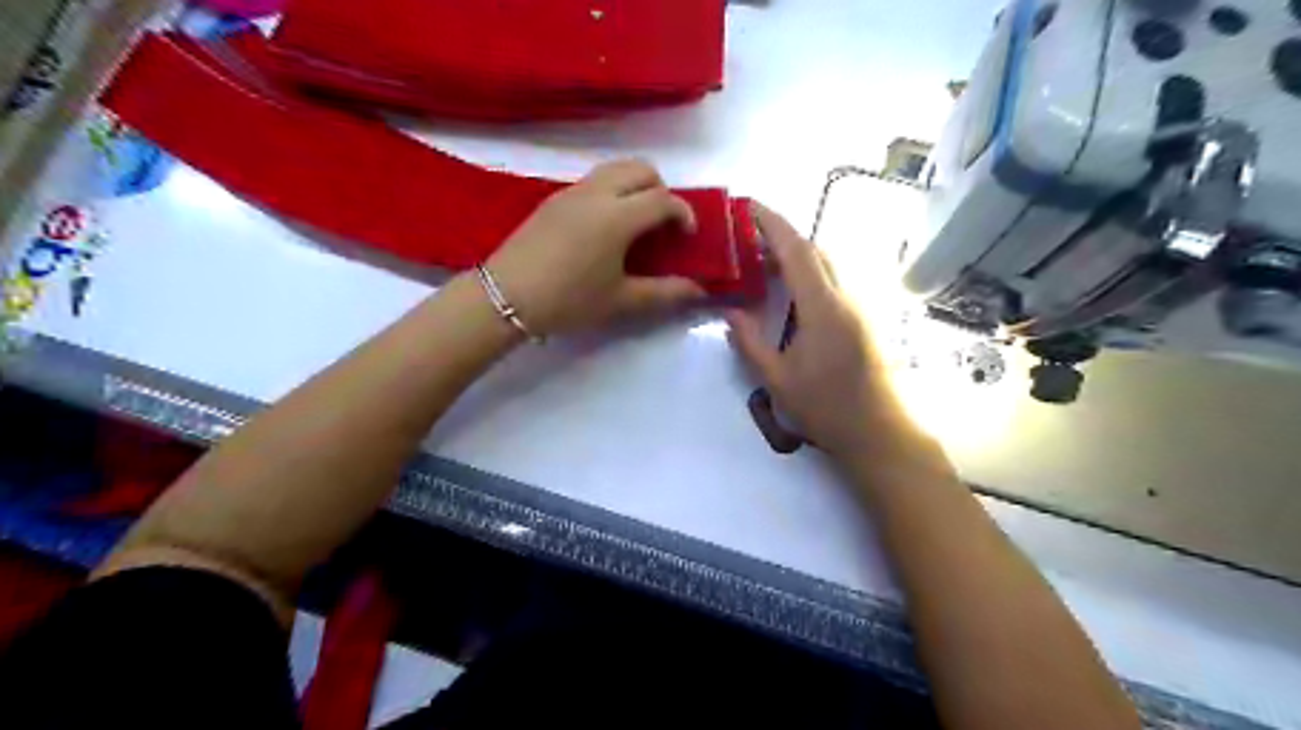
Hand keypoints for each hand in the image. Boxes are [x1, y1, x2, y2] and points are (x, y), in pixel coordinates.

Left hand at [479, 158, 706, 334]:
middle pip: (641, 169)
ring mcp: (572, 192)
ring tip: (636, 222)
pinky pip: (594, 180)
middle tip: (662, 224)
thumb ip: (664, 293)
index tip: (688, 236)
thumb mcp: (621, 300)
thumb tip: (697, 290)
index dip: (684, 213)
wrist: (506, 296)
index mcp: (618, 216)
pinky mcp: (554, 199)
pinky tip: (605, 227)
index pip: (663, 199)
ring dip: (636, 186)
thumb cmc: (569, 300)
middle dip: (662, 189)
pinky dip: (613, 190)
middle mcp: (597, 193)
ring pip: (615, 169)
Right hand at [727, 203, 918, 459]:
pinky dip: (811, 275)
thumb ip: (751, 342)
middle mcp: (847, 298)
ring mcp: (861, 308)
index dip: (772, 224)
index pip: (796, 251)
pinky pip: (836, 283)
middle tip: (749, 243)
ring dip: (798, 257)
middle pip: (815, 251)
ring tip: (766, 267)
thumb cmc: (826, 408)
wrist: (879, 433)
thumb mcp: (777, 379)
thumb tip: (731, 312)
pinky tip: (793, 296)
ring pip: (828, 266)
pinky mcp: (866, 320)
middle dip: (782, 238)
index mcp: (823, 307)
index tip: (749, 206)